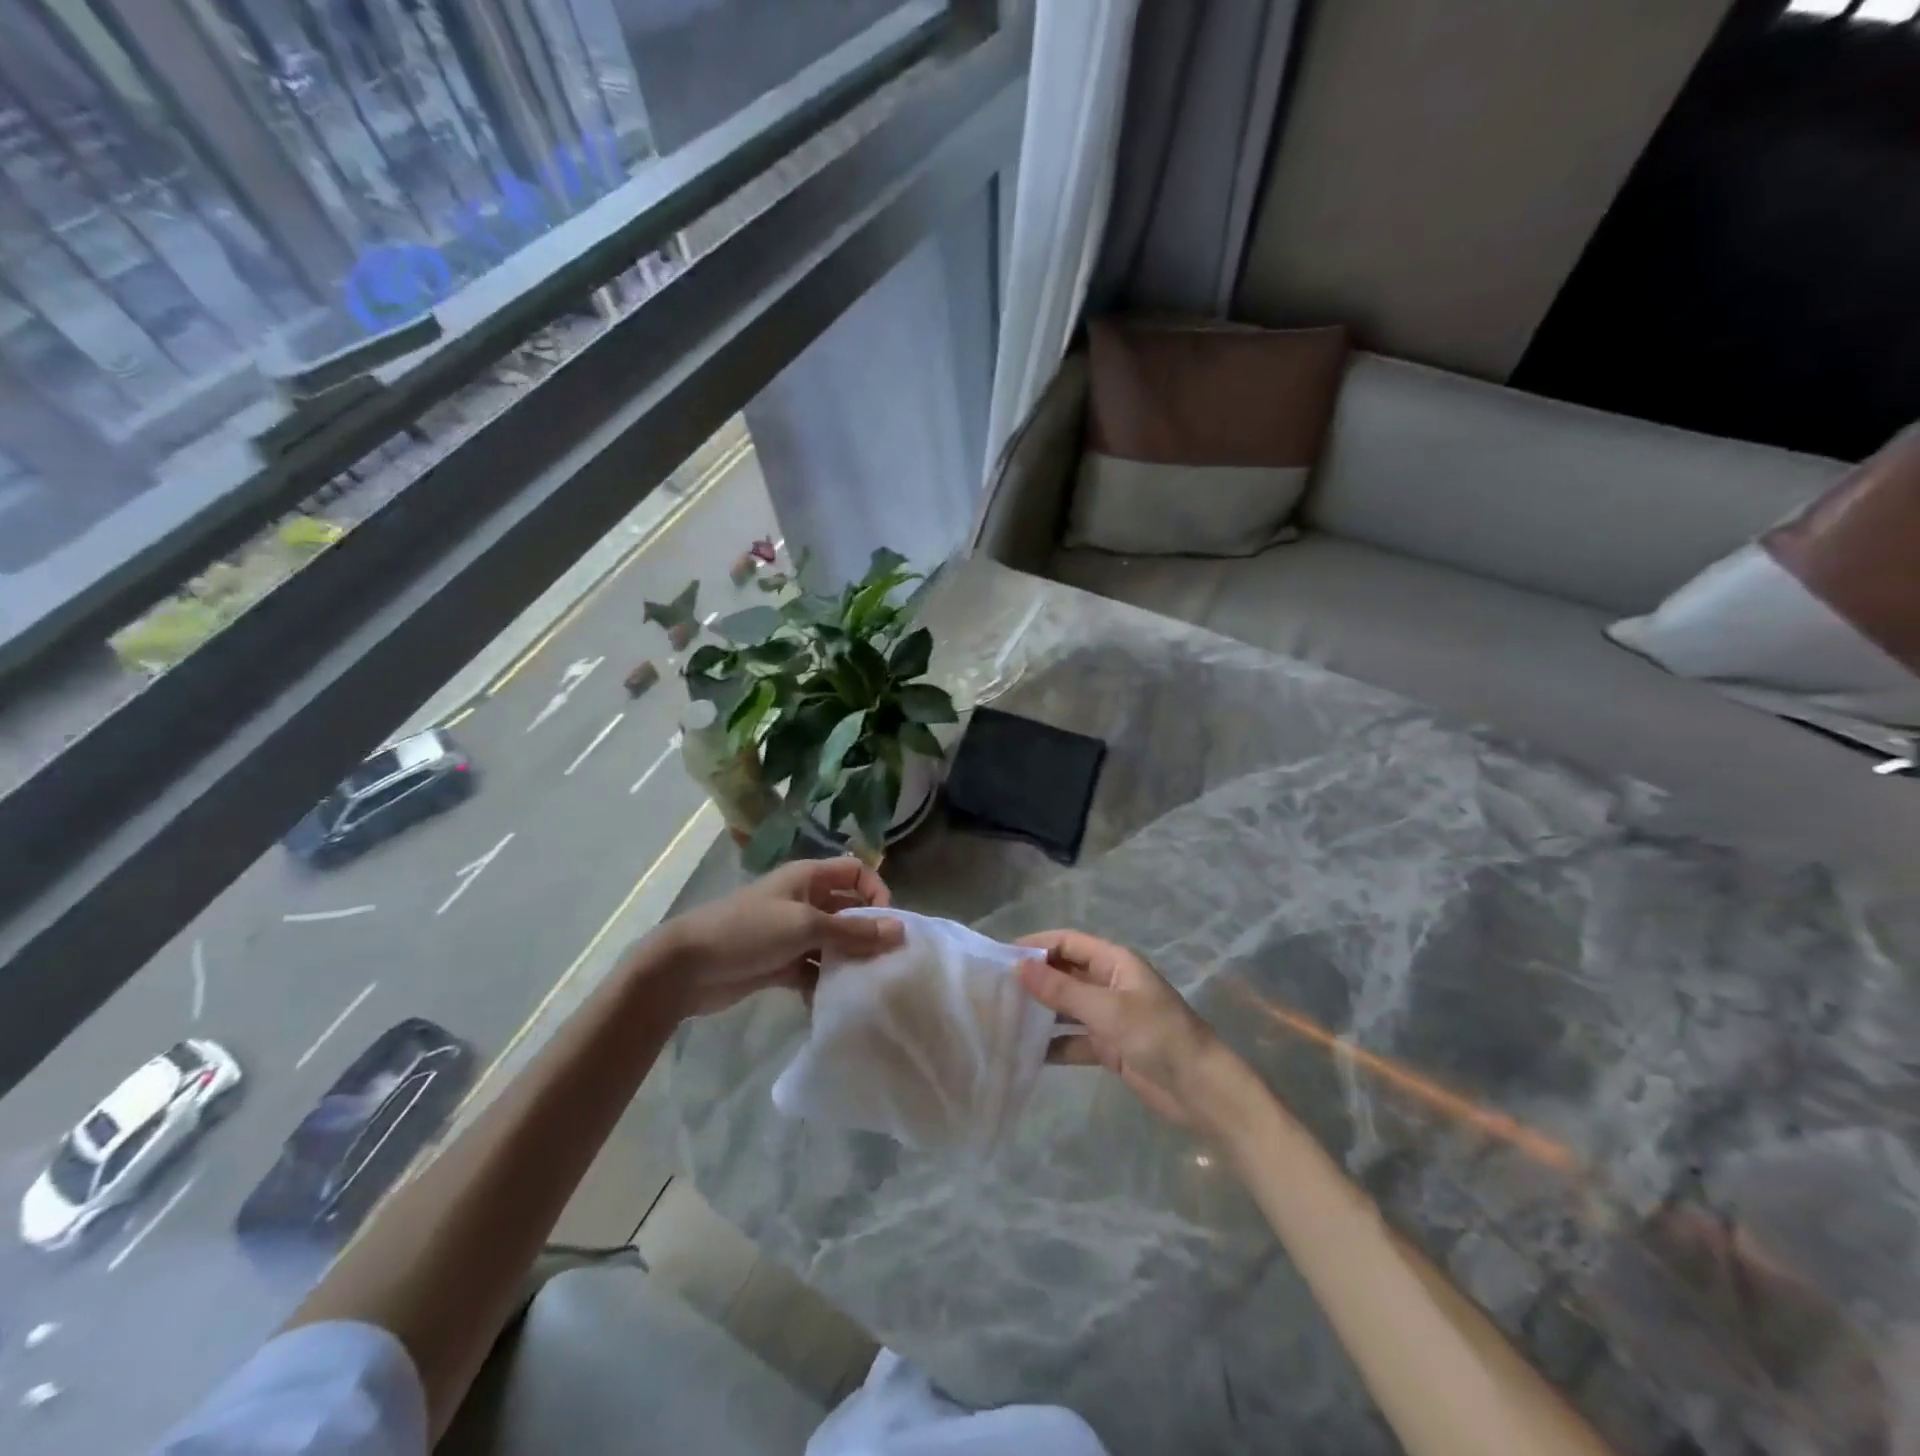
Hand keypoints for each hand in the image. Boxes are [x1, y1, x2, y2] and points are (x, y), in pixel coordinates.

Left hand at [651, 858, 902, 1017]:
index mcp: (808, 878)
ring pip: (833, 943)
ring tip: (866, 985)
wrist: (686, 967)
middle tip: (886, 962)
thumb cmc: (748, 931)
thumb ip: (853, 931)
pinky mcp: (780, 963)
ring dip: (848, 961)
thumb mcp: (805, 926)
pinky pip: (813, 970)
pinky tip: (834, 1003)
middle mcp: (804, 900)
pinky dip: (824, 983)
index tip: (887, 923)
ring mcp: (791, 933)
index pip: (856, 872)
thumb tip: (900, 931)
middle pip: (848, 910)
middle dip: (867, 932)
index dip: (876, 891)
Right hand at [1016, 930, 1228, 1128]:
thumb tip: (1018, 967)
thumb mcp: (1107, 1009)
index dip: (1036, 945)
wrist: (1201, 1091)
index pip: (1068, 942)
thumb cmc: (1157, 1036)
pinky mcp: (1109, 1047)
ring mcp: (1109, 1016)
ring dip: (1039, 1012)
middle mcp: (1109, 983)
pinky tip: (1025, 1053)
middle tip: (992, 990)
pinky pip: (1072, 1039)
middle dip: (1033, 979)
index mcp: (1115, 962)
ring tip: (1001, 1020)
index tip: (1000, 957)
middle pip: (1064, 973)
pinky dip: (1052, 1044)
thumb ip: (1061, 990)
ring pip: (1066, 1007)